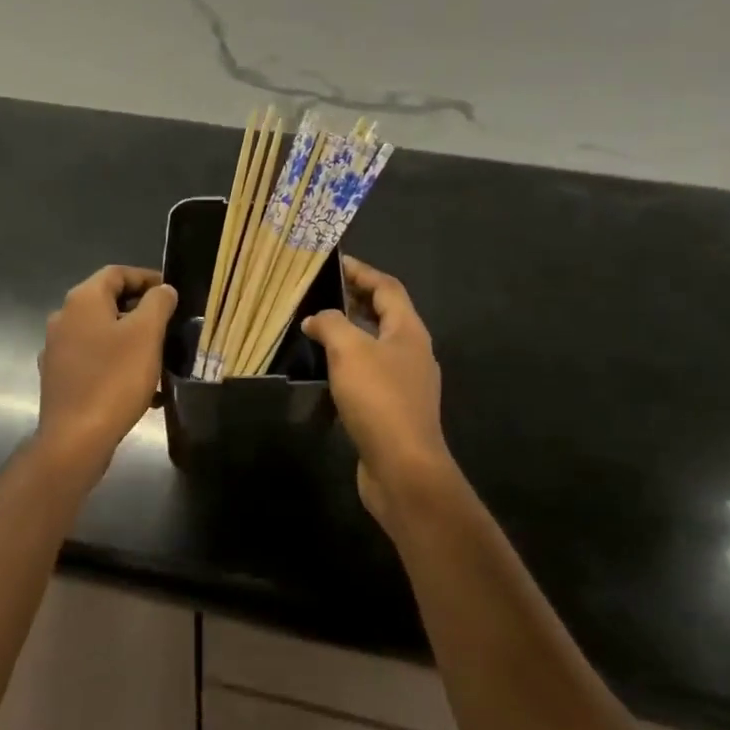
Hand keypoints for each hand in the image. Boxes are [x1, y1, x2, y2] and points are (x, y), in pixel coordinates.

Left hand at [36, 265, 177, 469]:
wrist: (76, 438)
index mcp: (82, 300)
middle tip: (170, 324)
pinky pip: (94, 361)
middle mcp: (63, 318)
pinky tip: (141, 387)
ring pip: (101, 333)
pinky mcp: (59, 378)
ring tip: (160, 356)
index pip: (116, 273)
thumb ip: (158, 303)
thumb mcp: (146, 334)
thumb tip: (162, 290)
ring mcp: (57, 350)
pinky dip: (117, 363)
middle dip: (140, 310)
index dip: (146, 277)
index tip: (172, 292)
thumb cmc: (114, 379)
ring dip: (131, 339)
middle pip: (107, 302)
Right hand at [301, 257, 454, 523]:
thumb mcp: (350, 351)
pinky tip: (327, 372)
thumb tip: (316, 319)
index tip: (335, 263)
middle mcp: (413, 353)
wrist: (403, 467)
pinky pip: (370, 374)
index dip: (362, 272)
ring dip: (350, 334)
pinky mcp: (394, 409)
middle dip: (355, 301)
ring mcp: (406, 383)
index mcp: (409, 331)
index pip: (387, 288)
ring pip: (376, 346)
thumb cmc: (379, 399)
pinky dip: (349, 364)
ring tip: (318, 329)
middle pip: (385, 315)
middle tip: (321, 293)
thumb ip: (331, 325)